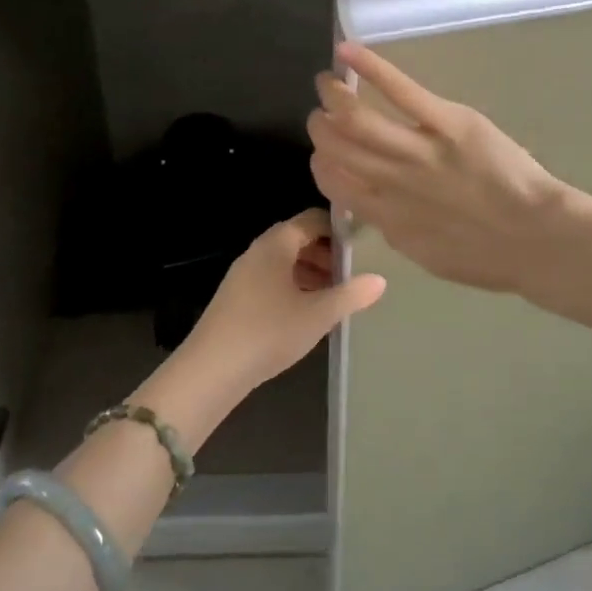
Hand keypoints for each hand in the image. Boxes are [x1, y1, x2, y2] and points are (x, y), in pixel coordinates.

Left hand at [165, 209, 384, 409]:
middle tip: (355, 274)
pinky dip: (295, 287)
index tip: (364, 247)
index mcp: (276, 244)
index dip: (339, 230)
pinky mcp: (237, 298)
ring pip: (285, 263)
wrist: (211, 370)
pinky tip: (309, 313)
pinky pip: (273, 281)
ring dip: (312, 273)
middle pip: (298, 240)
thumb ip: (351, 295)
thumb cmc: (268, 332)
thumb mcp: (318, 314)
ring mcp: (244, 275)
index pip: (312, 219)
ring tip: (338, 296)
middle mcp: (258, 251)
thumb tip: (380, 280)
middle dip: (328, 254)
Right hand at [308, 43, 571, 294]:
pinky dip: (370, 68)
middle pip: (336, 145)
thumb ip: (395, 230)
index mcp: (385, 215)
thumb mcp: (427, 254)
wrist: (536, 238)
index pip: (333, 181)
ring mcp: (418, 150)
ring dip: (334, 96)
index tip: (323, 153)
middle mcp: (391, 180)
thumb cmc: (487, 255)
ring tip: (328, 82)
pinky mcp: (448, 123)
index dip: (320, 162)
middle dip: (320, 126)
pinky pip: (402, 91)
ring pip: (357, 117)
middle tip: (322, 114)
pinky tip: (347, 51)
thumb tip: (377, 210)